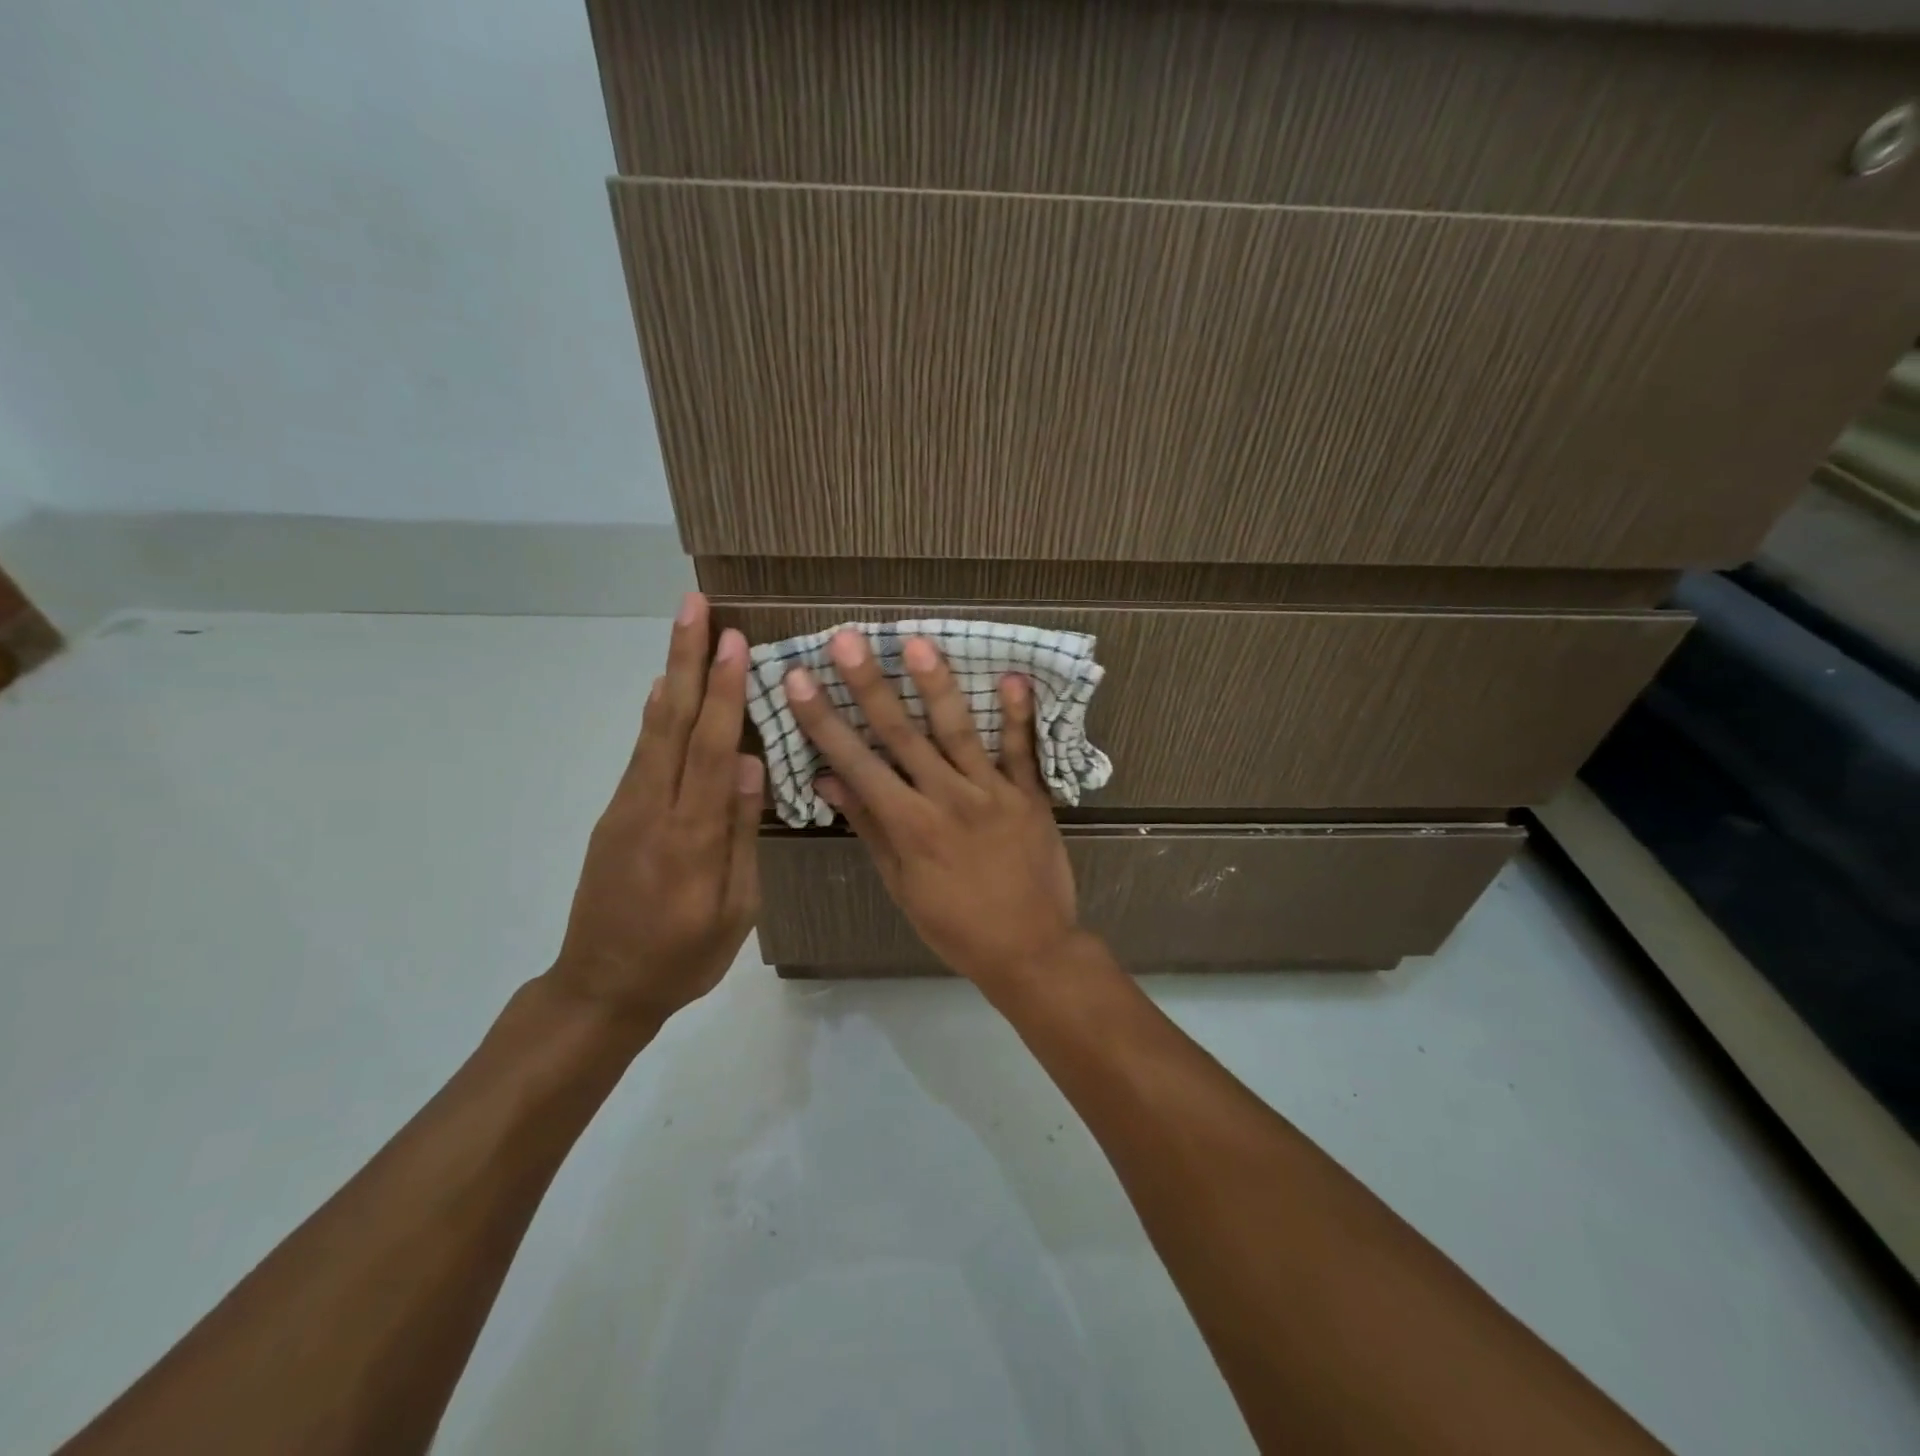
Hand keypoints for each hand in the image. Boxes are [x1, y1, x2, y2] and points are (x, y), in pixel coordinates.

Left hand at [547, 592, 762, 1023]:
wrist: (600, 988)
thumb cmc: (683, 957)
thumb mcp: (734, 910)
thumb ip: (739, 834)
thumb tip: (747, 764)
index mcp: (689, 835)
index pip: (708, 747)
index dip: (723, 691)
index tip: (732, 640)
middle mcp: (651, 808)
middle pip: (672, 720)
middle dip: (685, 658)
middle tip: (692, 604)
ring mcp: (626, 808)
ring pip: (652, 730)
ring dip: (671, 674)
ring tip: (681, 629)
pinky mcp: (614, 815)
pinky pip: (642, 753)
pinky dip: (657, 713)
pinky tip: (667, 690)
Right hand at [784, 630, 1078, 986]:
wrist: (1030, 949)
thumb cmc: (956, 925)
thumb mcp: (902, 885)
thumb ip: (870, 827)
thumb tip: (828, 779)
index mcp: (910, 826)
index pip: (857, 763)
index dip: (824, 720)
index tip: (799, 679)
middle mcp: (947, 799)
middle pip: (902, 735)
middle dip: (870, 685)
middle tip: (847, 639)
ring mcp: (993, 794)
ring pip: (959, 732)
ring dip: (936, 686)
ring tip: (916, 643)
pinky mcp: (1031, 796)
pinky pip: (1023, 751)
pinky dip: (1019, 715)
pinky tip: (1013, 676)